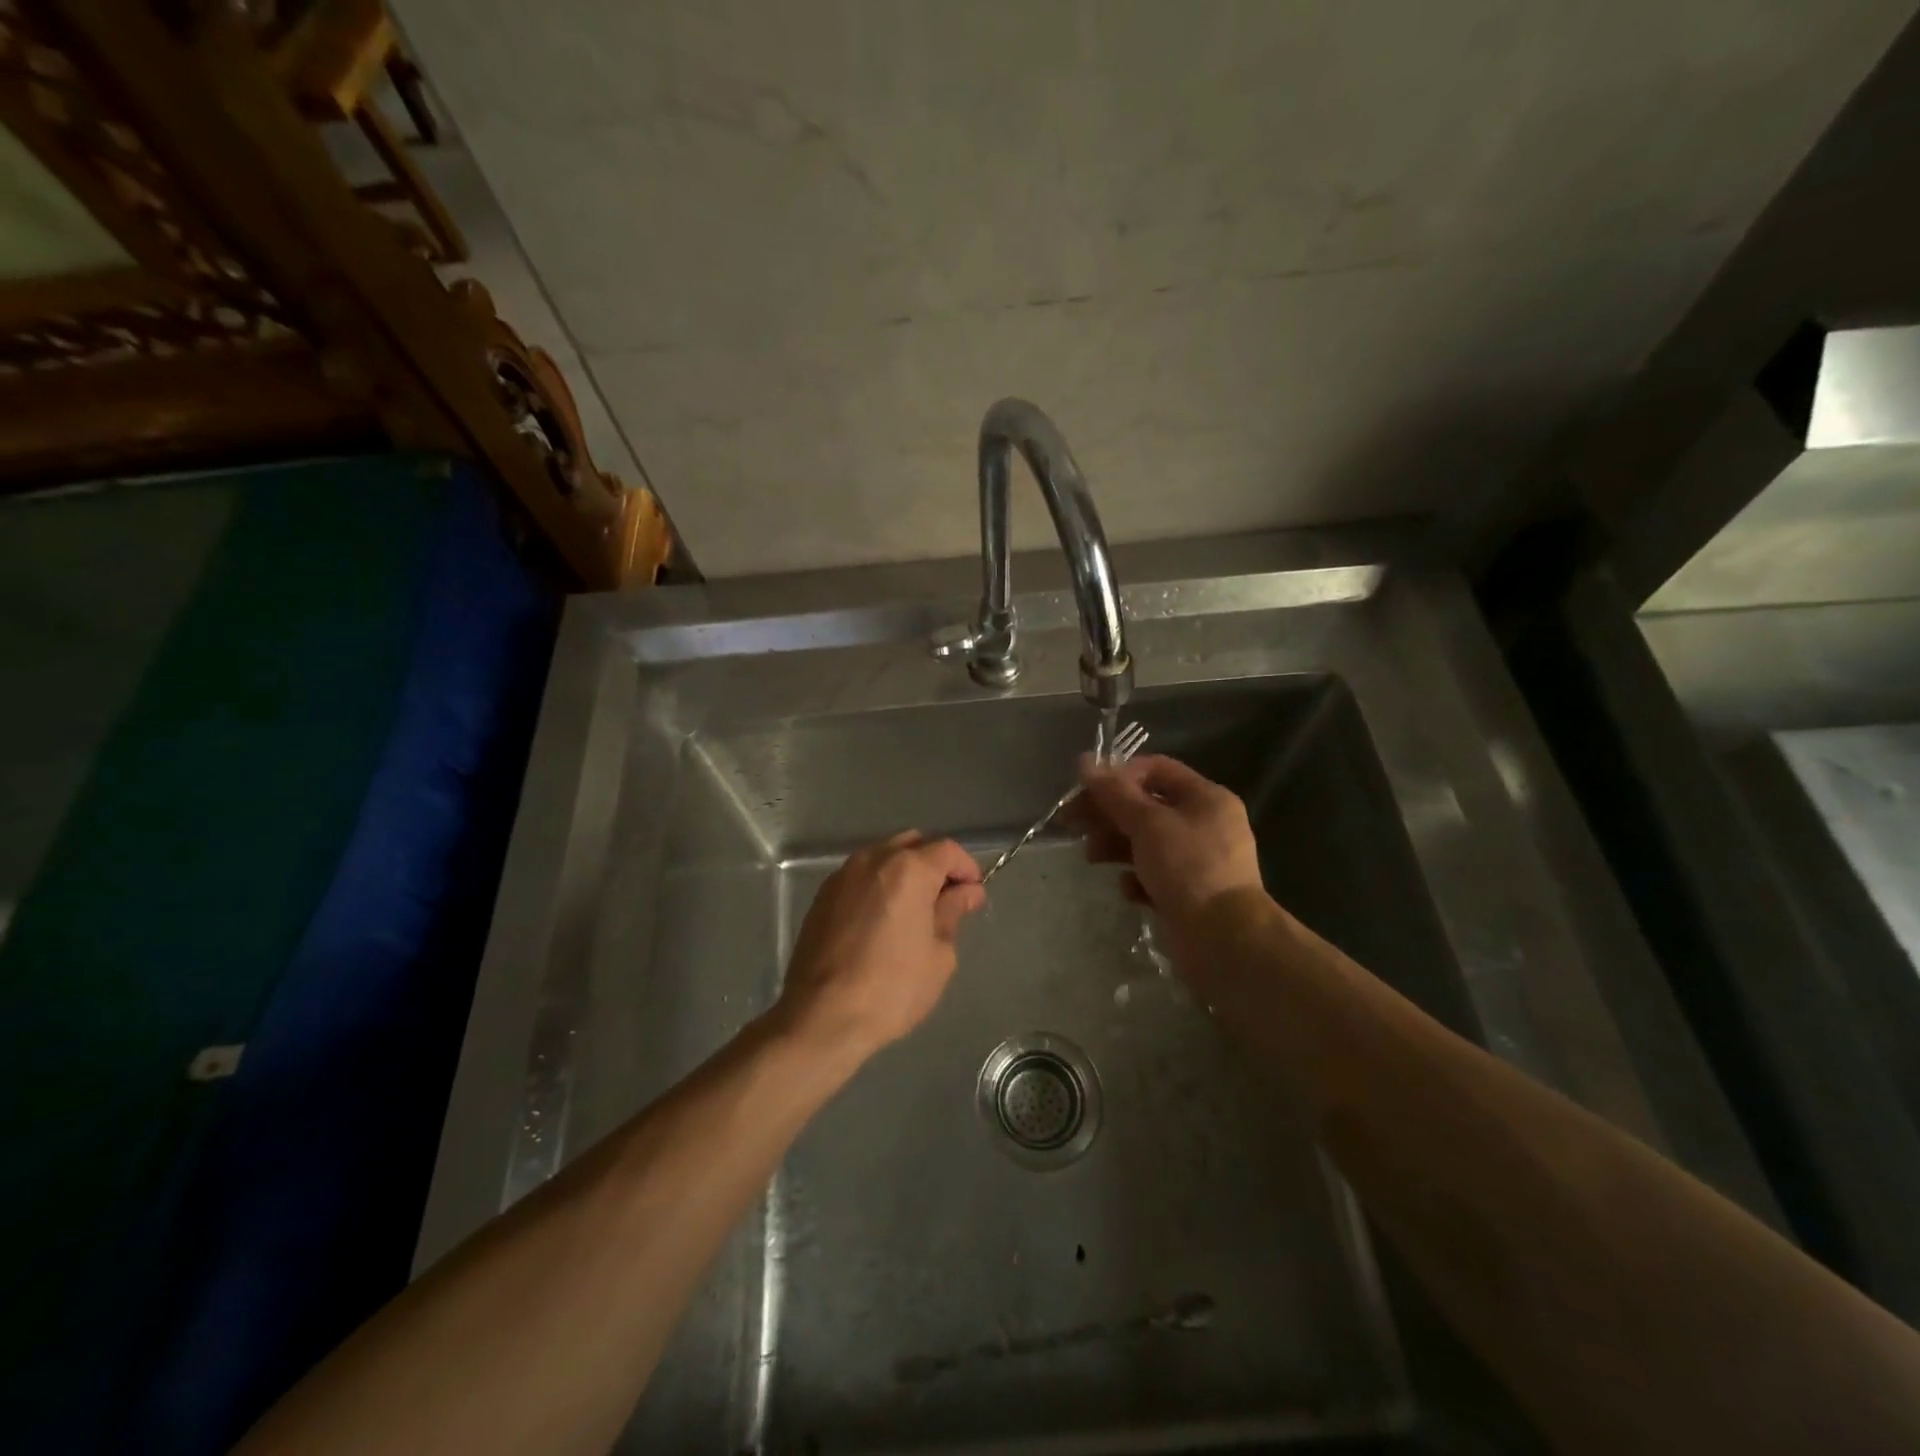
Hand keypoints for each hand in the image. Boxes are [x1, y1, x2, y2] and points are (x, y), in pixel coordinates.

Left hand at [776, 831, 985, 1060]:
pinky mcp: (822, 896)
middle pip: (913, 844)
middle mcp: (873, 860)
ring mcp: (843, 875)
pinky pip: (860, 877)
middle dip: (934, 864)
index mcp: (908, 869)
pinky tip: (882, 920)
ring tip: (914, 911)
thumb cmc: (892, 988)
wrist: (821, 1017)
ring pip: (883, 857)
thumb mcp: (939, 954)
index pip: (947, 850)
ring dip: (904, 873)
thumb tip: (965, 893)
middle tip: (946, 900)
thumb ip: (952, 913)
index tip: (973, 895)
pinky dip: (878, 885)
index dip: (966, 868)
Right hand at [1074, 754, 1263, 931]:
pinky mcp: (1189, 893)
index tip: (1086, 789)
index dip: (1119, 775)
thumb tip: (1084, 761)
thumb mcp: (1147, 824)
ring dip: (1115, 844)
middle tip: (1073, 823)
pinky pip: (1155, 875)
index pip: (1157, 769)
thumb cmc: (1188, 868)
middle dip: (1109, 813)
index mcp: (1207, 798)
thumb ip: (1114, 793)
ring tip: (1091, 856)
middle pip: (1147, 806)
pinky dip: (1137, 878)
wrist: (1224, 939)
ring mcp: (1199, 861)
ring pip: (1147, 842)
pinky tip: (1128, 889)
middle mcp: (1206, 824)